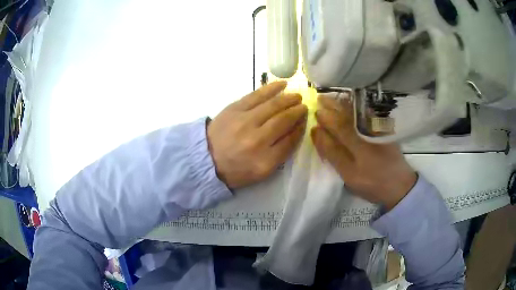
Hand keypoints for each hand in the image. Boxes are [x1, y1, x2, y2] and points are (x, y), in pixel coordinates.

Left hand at [208, 81, 306, 188]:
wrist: (206, 158)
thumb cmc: (235, 169)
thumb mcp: (261, 172)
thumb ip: (280, 154)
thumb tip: (295, 130)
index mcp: (265, 161)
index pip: (290, 140)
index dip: (300, 128)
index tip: (305, 121)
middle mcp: (257, 140)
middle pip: (284, 121)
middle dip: (297, 111)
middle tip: (304, 106)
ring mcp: (245, 122)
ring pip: (273, 106)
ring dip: (288, 99)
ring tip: (297, 96)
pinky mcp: (234, 109)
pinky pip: (257, 95)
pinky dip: (271, 89)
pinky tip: (282, 84)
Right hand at [311, 96, 416, 209]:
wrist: (400, 185)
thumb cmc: (372, 183)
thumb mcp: (349, 174)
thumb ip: (332, 152)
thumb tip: (316, 131)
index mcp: (358, 140)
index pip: (337, 122)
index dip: (325, 116)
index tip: (314, 111)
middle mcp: (368, 128)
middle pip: (347, 112)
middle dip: (333, 104)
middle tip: (320, 99)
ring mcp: (378, 126)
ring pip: (358, 110)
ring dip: (343, 103)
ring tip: (331, 98)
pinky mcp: (384, 128)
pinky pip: (367, 112)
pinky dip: (356, 106)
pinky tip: (350, 104)